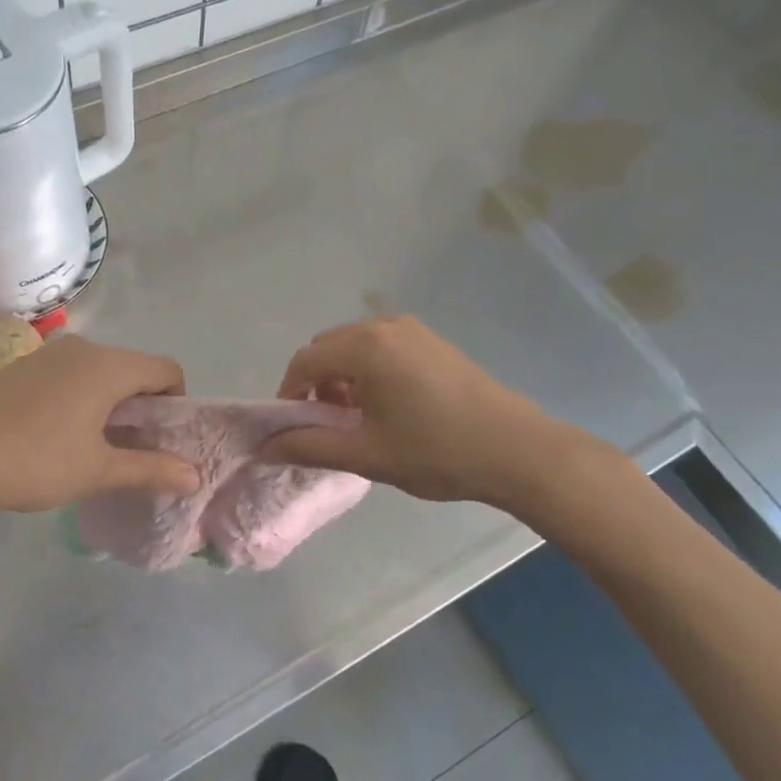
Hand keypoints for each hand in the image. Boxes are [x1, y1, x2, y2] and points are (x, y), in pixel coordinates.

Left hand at [0, 336, 200, 519]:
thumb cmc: (34, 461)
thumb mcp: (98, 470)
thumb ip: (150, 469)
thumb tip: (195, 477)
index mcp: (108, 365)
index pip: (167, 369)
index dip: (177, 403)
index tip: (163, 440)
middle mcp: (83, 348)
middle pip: (134, 368)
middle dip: (144, 405)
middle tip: (133, 449)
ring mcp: (49, 353)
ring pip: (101, 371)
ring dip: (112, 402)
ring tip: (96, 445)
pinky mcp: (24, 366)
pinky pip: (71, 374)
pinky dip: (82, 397)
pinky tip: (60, 433)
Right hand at [262, 315, 592, 510]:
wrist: (516, 449)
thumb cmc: (436, 452)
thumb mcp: (365, 455)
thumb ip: (308, 447)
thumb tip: (264, 448)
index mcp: (364, 348)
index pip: (304, 361)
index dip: (289, 394)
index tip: (295, 428)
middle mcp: (383, 326)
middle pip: (326, 347)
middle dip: (315, 382)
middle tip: (327, 424)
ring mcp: (412, 329)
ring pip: (353, 344)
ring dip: (341, 375)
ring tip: (358, 416)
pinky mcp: (431, 340)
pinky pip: (380, 344)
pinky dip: (367, 368)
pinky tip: (388, 404)